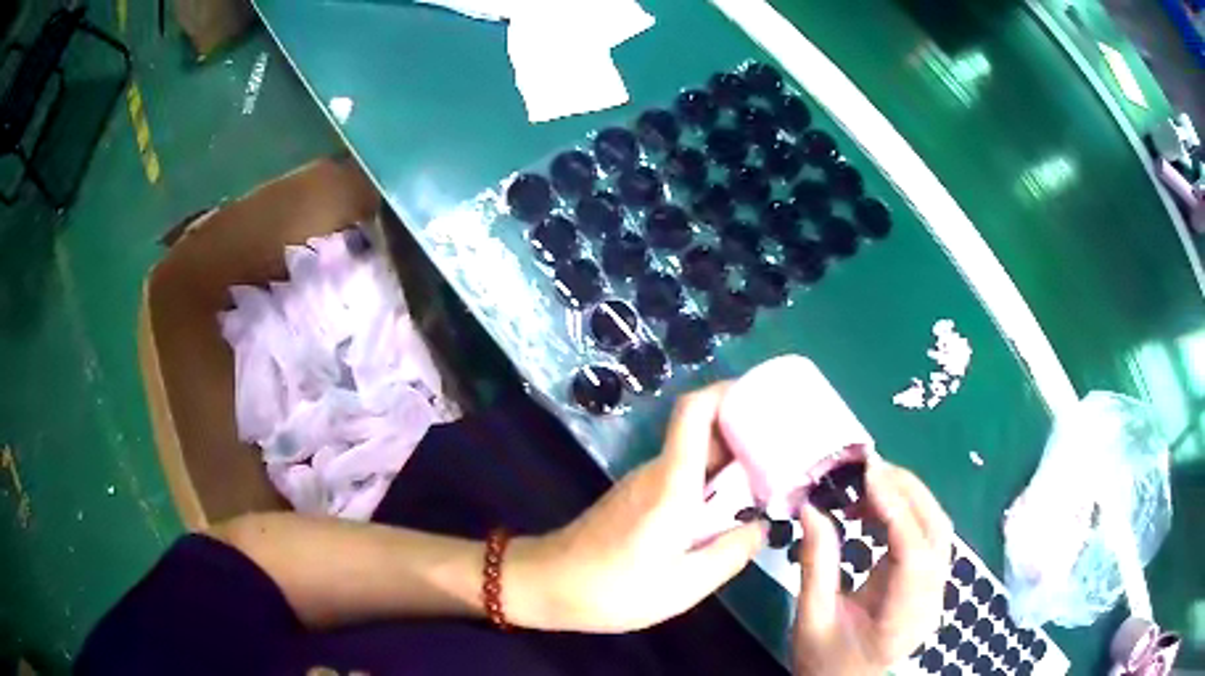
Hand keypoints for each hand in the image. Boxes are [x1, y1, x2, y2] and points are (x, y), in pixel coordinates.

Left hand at [505, 383, 765, 632]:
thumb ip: (731, 553)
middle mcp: (658, 471)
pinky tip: (729, 511)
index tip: (766, 398)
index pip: (695, 411)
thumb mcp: (685, 584)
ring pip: (696, 456)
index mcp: (672, 482)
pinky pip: (683, 477)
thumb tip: (761, 525)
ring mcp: (644, 483)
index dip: (729, 391)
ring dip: (732, 462)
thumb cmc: (614, 588)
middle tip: (788, 451)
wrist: (548, 585)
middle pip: (704, 430)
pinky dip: (711, 483)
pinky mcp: (636, 499)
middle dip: (747, 432)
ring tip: (771, 482)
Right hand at [792, 461, 952, 675]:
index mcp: (904, 618)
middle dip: (905, 491)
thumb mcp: (811, 620)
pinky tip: (874, 510)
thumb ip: (816, 565)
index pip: (914, 554)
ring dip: (906, 497)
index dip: (896, 508)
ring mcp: (937, 587)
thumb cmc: (826, 662)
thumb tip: (813, 507)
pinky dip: (904, 512)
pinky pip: (926, 535)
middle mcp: (932, 598)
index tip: (867, 472)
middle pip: (936, 530)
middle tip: (863, 470)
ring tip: (864, 486)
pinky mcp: (929, 580)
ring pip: (936, 527)